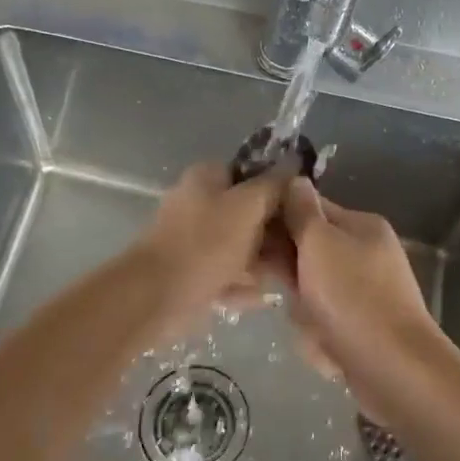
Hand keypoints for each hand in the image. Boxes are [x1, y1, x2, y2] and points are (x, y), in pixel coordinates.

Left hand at [134, 162, 289, 325]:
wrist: (156, 296)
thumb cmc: (206, 243)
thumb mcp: (248, 206)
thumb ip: (274, 185)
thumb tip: (294, 163)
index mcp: (207, 178)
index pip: (252, 174)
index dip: (280, 191)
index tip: (303, 211)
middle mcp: (198, 202)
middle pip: (249, 213)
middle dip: (274, 235)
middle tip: (298, 253)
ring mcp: (193, 239)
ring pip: (240, 246)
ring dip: (261, 263)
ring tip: (280, 280)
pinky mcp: (191, 271)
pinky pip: (226, 273)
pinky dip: (241, 285)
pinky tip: (258, 298)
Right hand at [276, 178, 444, 412]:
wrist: (395, 369)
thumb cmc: (353, 297)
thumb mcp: (319, 243)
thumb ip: (302, 211)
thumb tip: (294, 179)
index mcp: (362, 225)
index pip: (309, 208)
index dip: (279, 221)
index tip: (251, 239)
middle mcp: (367, 252)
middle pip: (308, 251)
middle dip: (290, 274)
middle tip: (282, 289)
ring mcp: (366, 290)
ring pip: (312, 290)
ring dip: (303, 309)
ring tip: (312, 324)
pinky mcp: (363, 324)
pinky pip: (325, 320)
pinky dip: (318, 333)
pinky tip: (322, 345)